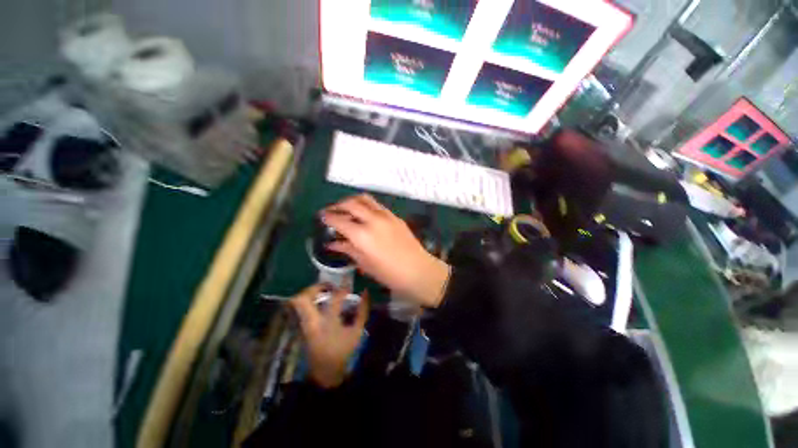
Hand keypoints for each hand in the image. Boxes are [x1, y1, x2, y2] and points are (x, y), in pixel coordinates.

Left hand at [290, 284, 368, 387]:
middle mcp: (312, 321)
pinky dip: (310, 301)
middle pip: (303, 298)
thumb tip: (365, 292)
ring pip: (298, 302)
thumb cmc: (343, 350)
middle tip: (329, 286)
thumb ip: (362, 310)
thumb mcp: (357, 331)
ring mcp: (304, 324)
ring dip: (311, 293)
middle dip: (315, 287)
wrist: (325, 371)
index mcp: (328, 322)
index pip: (334, 298)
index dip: (343, 288)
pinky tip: (322, 302)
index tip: (349, 284)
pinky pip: (301, 308)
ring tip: (325, 292)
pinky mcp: (302, 326)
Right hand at [321, 194, 450, 307]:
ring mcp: (386, 215)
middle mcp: (373, 220)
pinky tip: (364, 214)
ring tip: (346, 209)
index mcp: (362, 235)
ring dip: (352, 201)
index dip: (327, 217)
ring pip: (365, 199)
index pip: (339, 220)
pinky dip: (366, 205)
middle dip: (337, 205)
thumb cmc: (389, 274)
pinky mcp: (395, 216)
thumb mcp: (365, 264)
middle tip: (331, 211)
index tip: (322, 218)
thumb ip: (348, 249)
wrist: (418, 270)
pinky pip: (377, 205)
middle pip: (350, 203)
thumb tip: (333, 243)